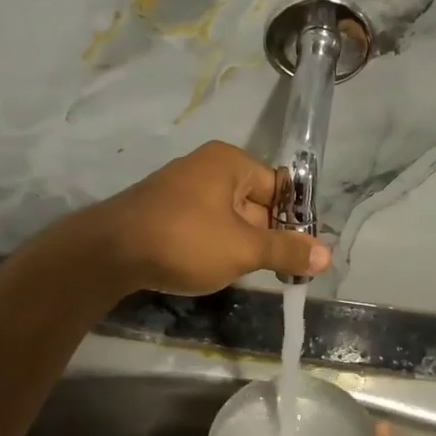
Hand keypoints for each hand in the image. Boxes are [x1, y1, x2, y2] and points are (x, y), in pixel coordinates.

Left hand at [81, 141, 328, 294]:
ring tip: (243, 272)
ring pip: (228, 218)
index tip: (301, 255)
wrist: (109, 253)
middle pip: (255, 203)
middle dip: (265, 237)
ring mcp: (181, 188)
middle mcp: (206, 167)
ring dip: (239, 245)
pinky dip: (213, 246)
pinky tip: (210, 268)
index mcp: (230, 163)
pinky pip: (203, 225)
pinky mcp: (163, 211)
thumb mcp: (243, 249)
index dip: (294, 221)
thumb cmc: (185, 241)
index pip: (279, 188)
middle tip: (276, 271)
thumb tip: (326, 255)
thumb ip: (286, 251)